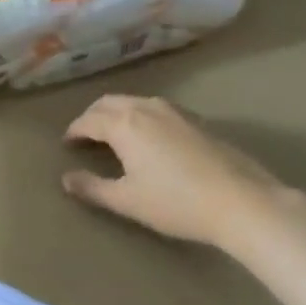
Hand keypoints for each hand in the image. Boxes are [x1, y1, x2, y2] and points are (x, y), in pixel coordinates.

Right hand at [61, 95, 285, 248]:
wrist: (238, 199)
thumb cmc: (175, 202)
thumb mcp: (127, 200)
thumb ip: (93, 188)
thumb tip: (67, 179)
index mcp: (125, 124)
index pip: (89, 120)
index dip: (74, 130)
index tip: (67, 143)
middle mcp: (147, 108)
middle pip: (110, 103)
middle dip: (93, 116)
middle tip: (84, 134)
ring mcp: (175, 111)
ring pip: (135, 101)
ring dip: (117, 112)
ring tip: (112, 133)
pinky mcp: (196, 120)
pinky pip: (156, 108)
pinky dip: (140, 115)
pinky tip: (148, 136)